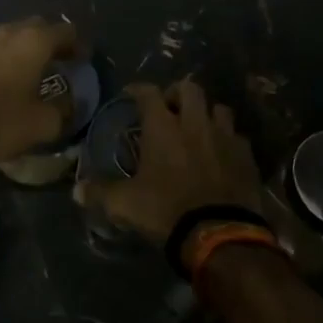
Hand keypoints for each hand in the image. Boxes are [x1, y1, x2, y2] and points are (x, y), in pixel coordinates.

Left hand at [0, 18, 80, 164]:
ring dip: (27, 48)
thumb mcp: (44, 123)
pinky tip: (8, 78)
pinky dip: (7, 58)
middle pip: (38, 27)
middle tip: (62, 60)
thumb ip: (64, 109)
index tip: (84, 59)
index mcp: (34, 41)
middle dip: (52, 41)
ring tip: (35, 69)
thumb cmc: (1, 120)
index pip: (65, 32)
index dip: (78, 45)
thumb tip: (71, 102)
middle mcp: (9, 32)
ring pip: (13, 36)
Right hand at [75, 79, 264, 244]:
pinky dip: (228, 139)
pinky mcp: (246, 156)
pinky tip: (222, 153)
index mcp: (163, 127)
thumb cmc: (166, 211)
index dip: (138, 89)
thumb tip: (76, 191)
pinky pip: (237, 136)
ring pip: (218, 108)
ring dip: (207, 113)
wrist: (220, 234)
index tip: (131, 93)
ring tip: (199, 127)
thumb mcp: (125, 204)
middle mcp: (194, 123)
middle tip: (169, 107)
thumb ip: (100, 193)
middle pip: (189, 88)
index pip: (148, 92)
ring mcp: (224, 136)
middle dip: (178, 93)